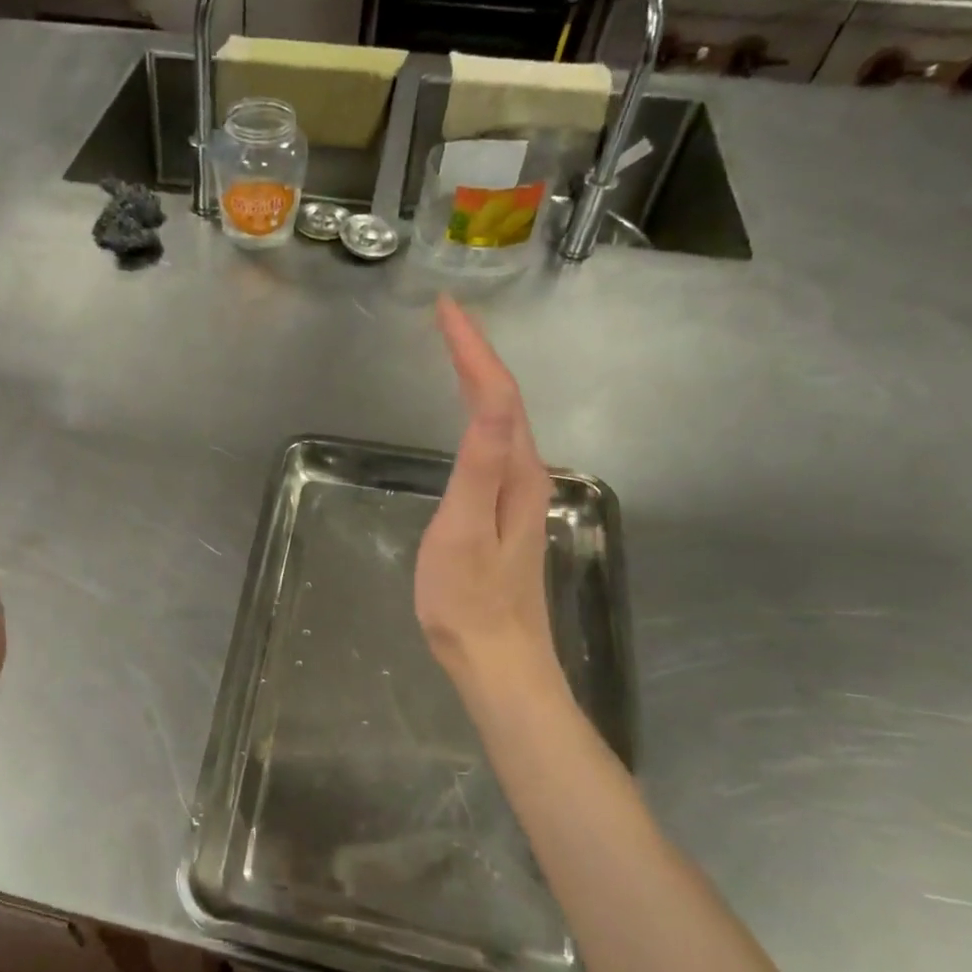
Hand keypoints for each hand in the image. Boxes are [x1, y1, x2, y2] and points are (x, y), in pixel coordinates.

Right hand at [415, 297, 563, 700]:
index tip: (445, 310)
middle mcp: (525, 476)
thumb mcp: (465, 531)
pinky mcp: (505, 511)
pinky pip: (494, 443)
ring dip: (479, 378)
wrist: (497, 661)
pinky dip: (478, 412)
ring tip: (454, 349)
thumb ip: (481, 465)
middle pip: (504, 401)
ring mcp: (518, 495)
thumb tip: (494, 400)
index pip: (496, 395)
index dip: (472, 350)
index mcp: (514, 474)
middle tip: (445, 319)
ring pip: (502, 420)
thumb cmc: (468, 601)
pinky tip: (467, 413)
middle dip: (476, 354)